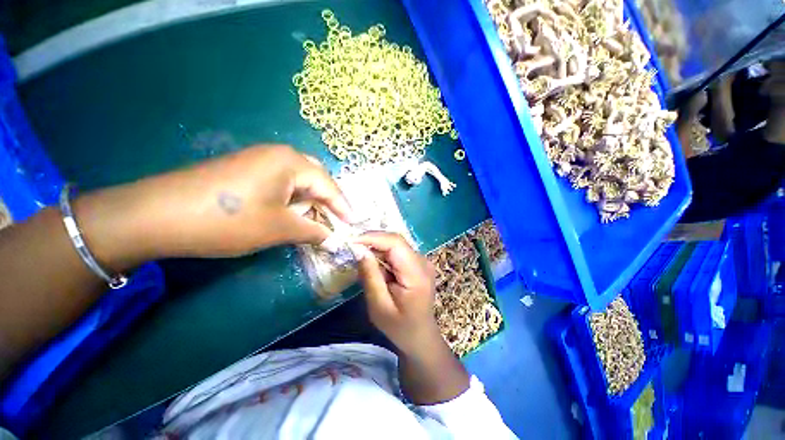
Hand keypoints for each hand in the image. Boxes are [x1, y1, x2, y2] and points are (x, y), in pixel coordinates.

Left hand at [75, 145, 352, 263]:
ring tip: (316, 218)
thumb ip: (314, 231)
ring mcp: (259, 160)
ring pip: (299, 180)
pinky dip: (292, 198)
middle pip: (316, 177)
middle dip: (328, 200)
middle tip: (336, 219)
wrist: (156, 215)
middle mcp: (278, 154)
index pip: (329, 185)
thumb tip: (334, 238)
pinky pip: (281, 181)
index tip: (354, 223)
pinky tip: (291, 211)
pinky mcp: (245, 169)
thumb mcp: (279, 228)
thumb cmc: (229, 220)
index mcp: (291, 162)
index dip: (343, 206)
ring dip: (310, 200)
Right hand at [354, 232, 469, 404]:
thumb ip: (370, 276)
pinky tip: (376, 266)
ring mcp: (423, 261)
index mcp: (416, 274)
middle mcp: (423, 261)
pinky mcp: (418, 263)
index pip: (395, 243)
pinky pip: (398, 251)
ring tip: (362, 259)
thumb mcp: (379, 306)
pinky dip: (384, 255)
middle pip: (396, 241)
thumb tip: (359, 249)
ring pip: (396, 244)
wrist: (421, 337)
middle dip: (372, 242)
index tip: (351, 241)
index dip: (372, 237)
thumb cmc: (399, 327)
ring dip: (377, 248)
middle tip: (352, 250)